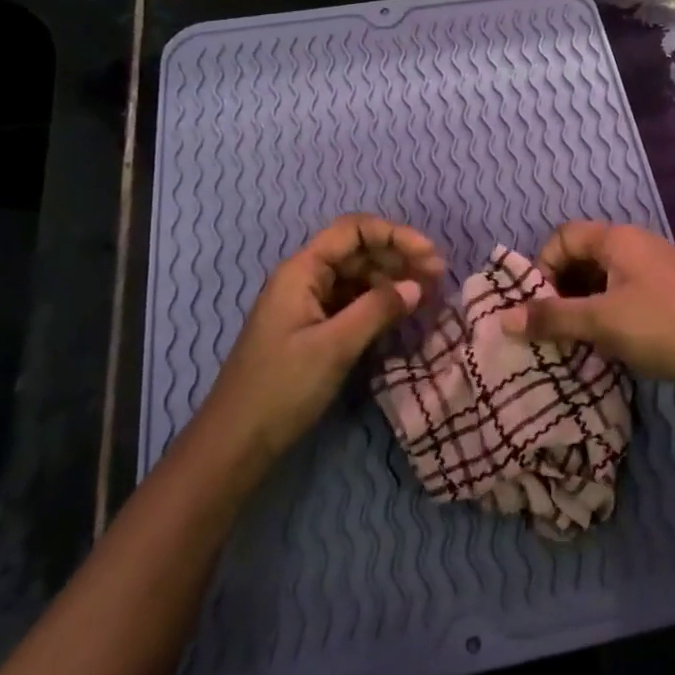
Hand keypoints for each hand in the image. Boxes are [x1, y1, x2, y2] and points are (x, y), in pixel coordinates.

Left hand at [198, 214, 445, 463]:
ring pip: (357, 278)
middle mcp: (304, 279)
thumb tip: (417, 286)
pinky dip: (378, 304)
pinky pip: (351, 303)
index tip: (431, 256)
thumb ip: (377, 310)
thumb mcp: (334, 347)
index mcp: (302, 271)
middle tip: (439, 278)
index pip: (354, 230)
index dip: (395, 235)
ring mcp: (307, 305)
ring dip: (392, 281)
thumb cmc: (281, 388)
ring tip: (427, 297)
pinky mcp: (312, 330)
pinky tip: (401, 316)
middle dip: (399, 257)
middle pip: (358, 251)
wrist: (235, 443)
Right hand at [500, 221, 674, 404]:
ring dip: (582, 310)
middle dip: (560, 291)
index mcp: (619, 239)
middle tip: (551, 329)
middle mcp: (636, 248)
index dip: (543, 267)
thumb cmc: (663, 327)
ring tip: (573, 344)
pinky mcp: (668, 302)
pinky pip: (623, 301)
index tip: (538, 306)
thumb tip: (502, 318)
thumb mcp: (601, 322)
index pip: (564, 237)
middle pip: (582, 258)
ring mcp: (655, 275)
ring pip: (602, 284)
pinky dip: (606, 320)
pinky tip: (604, 350)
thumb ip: (551, 318)